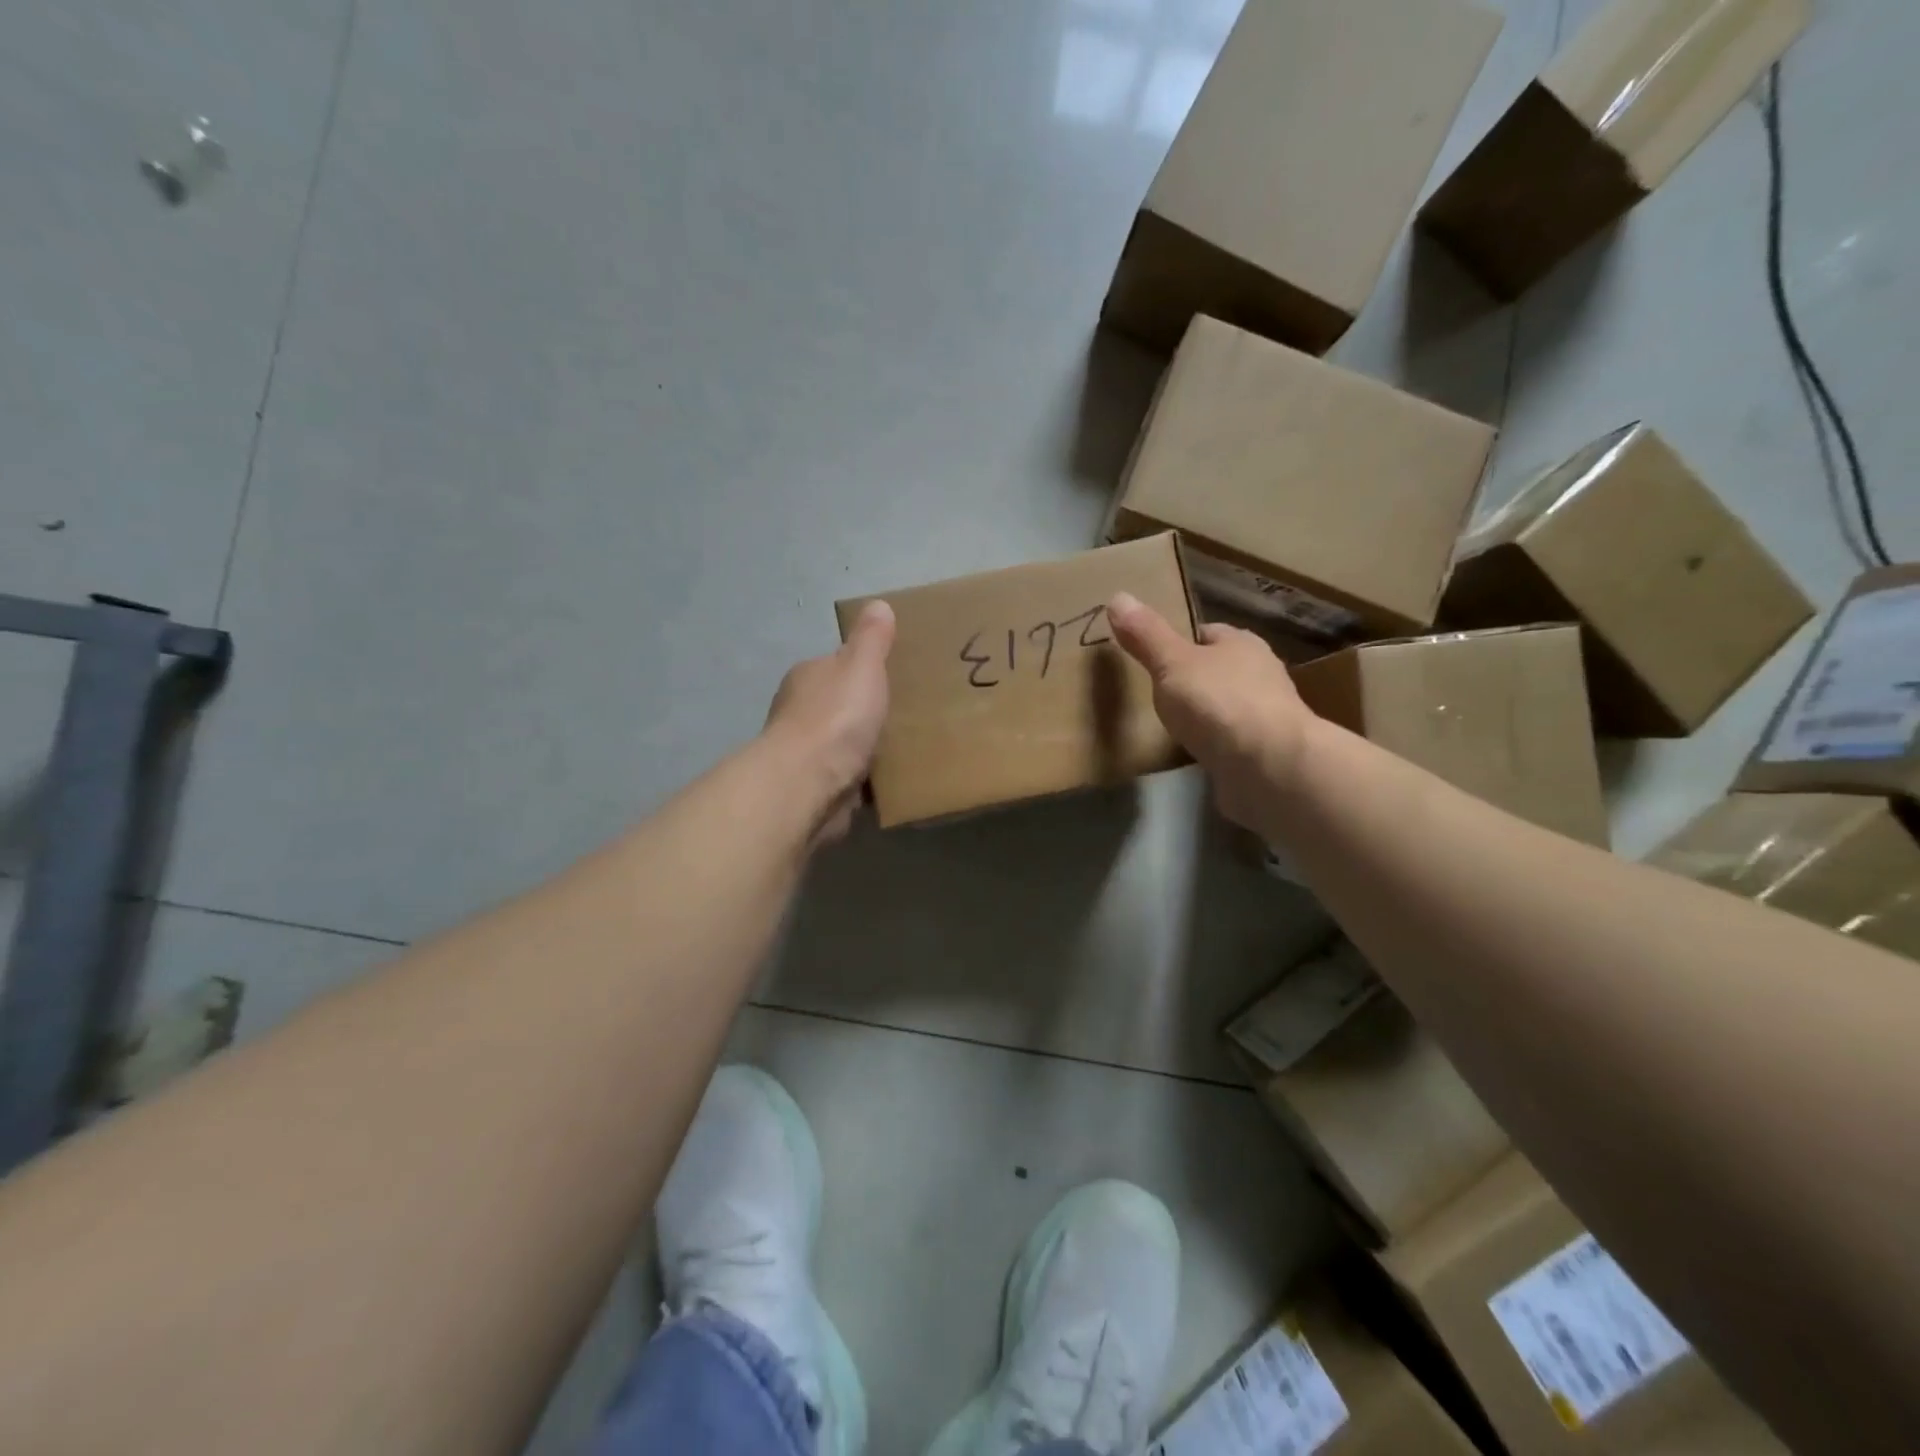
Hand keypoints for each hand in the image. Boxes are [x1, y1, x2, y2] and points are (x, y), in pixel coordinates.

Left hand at [764, 600, 895, 843]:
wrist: (807, 784)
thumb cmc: (836, 718)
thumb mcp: (861, 667)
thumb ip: (871, 639)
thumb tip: (877, 604)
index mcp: (808, 676)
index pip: (836, 665)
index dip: (861, 669)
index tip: (891, 677)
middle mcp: (799, 711)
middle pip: (837, 704)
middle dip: (863, 710)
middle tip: (904, 715)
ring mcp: (804, 752)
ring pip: (841, 743)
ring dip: (862, 747)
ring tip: (902, 750)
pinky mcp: (813, 787)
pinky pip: (844, 777)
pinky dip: (860, 778)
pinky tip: (885, 781)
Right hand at [1106, 592, 1313, 832]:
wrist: (1270, 767)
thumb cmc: (1219, 703)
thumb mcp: (1172, 664)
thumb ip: (1146, 635)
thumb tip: (1118, 596)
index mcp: (1242, 644)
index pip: (1207, 633)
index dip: (1180, 642)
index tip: (1152, 656)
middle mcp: (1261, 674)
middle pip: (1219, 669)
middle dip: (1193, 680)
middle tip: (1156, 694)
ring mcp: (1267, 716)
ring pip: (1227, 706)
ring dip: (1206, 715)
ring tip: (1171, 727)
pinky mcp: (1266, 753)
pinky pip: (1232, 743)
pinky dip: (1215, 746)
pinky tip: (1194, 756)